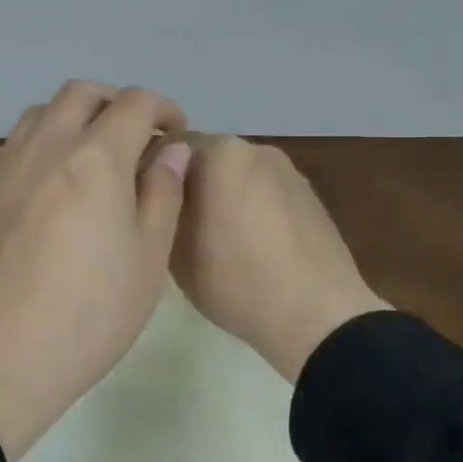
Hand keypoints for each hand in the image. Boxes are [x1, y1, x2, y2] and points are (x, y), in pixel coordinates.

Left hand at [0, 81, 192, 458]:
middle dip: (116, 102)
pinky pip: (13, 144)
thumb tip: (173, 151)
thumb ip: (163, 194)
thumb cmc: (87, 316)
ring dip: (74, 118)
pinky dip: (40, 143)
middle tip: (136, 138)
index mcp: (95, 159)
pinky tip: (49, 184)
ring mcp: (5, 167)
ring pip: (41, 113)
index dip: (163, 108)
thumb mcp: (148, 260)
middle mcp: (45, 147)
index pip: (134, 103)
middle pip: (81, 94)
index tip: (176, 133)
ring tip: (92, 157)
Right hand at [171, 136, 388, 381]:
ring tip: (213, 239)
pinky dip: (249, 207)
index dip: (150, 175)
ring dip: (220, 195)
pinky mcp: (309, 195)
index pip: (167, 146)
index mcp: (220, 152)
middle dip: (187, 183)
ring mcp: (287, 170)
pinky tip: (249, 245)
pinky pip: (264, 191)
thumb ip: (160, 208)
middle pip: (204, 157)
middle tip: (175, 224)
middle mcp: (255, 148)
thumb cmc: (236, 280)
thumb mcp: (174, 251)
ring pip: (236, 175)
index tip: (143, 206)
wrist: (318, 315)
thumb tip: (157, 192)